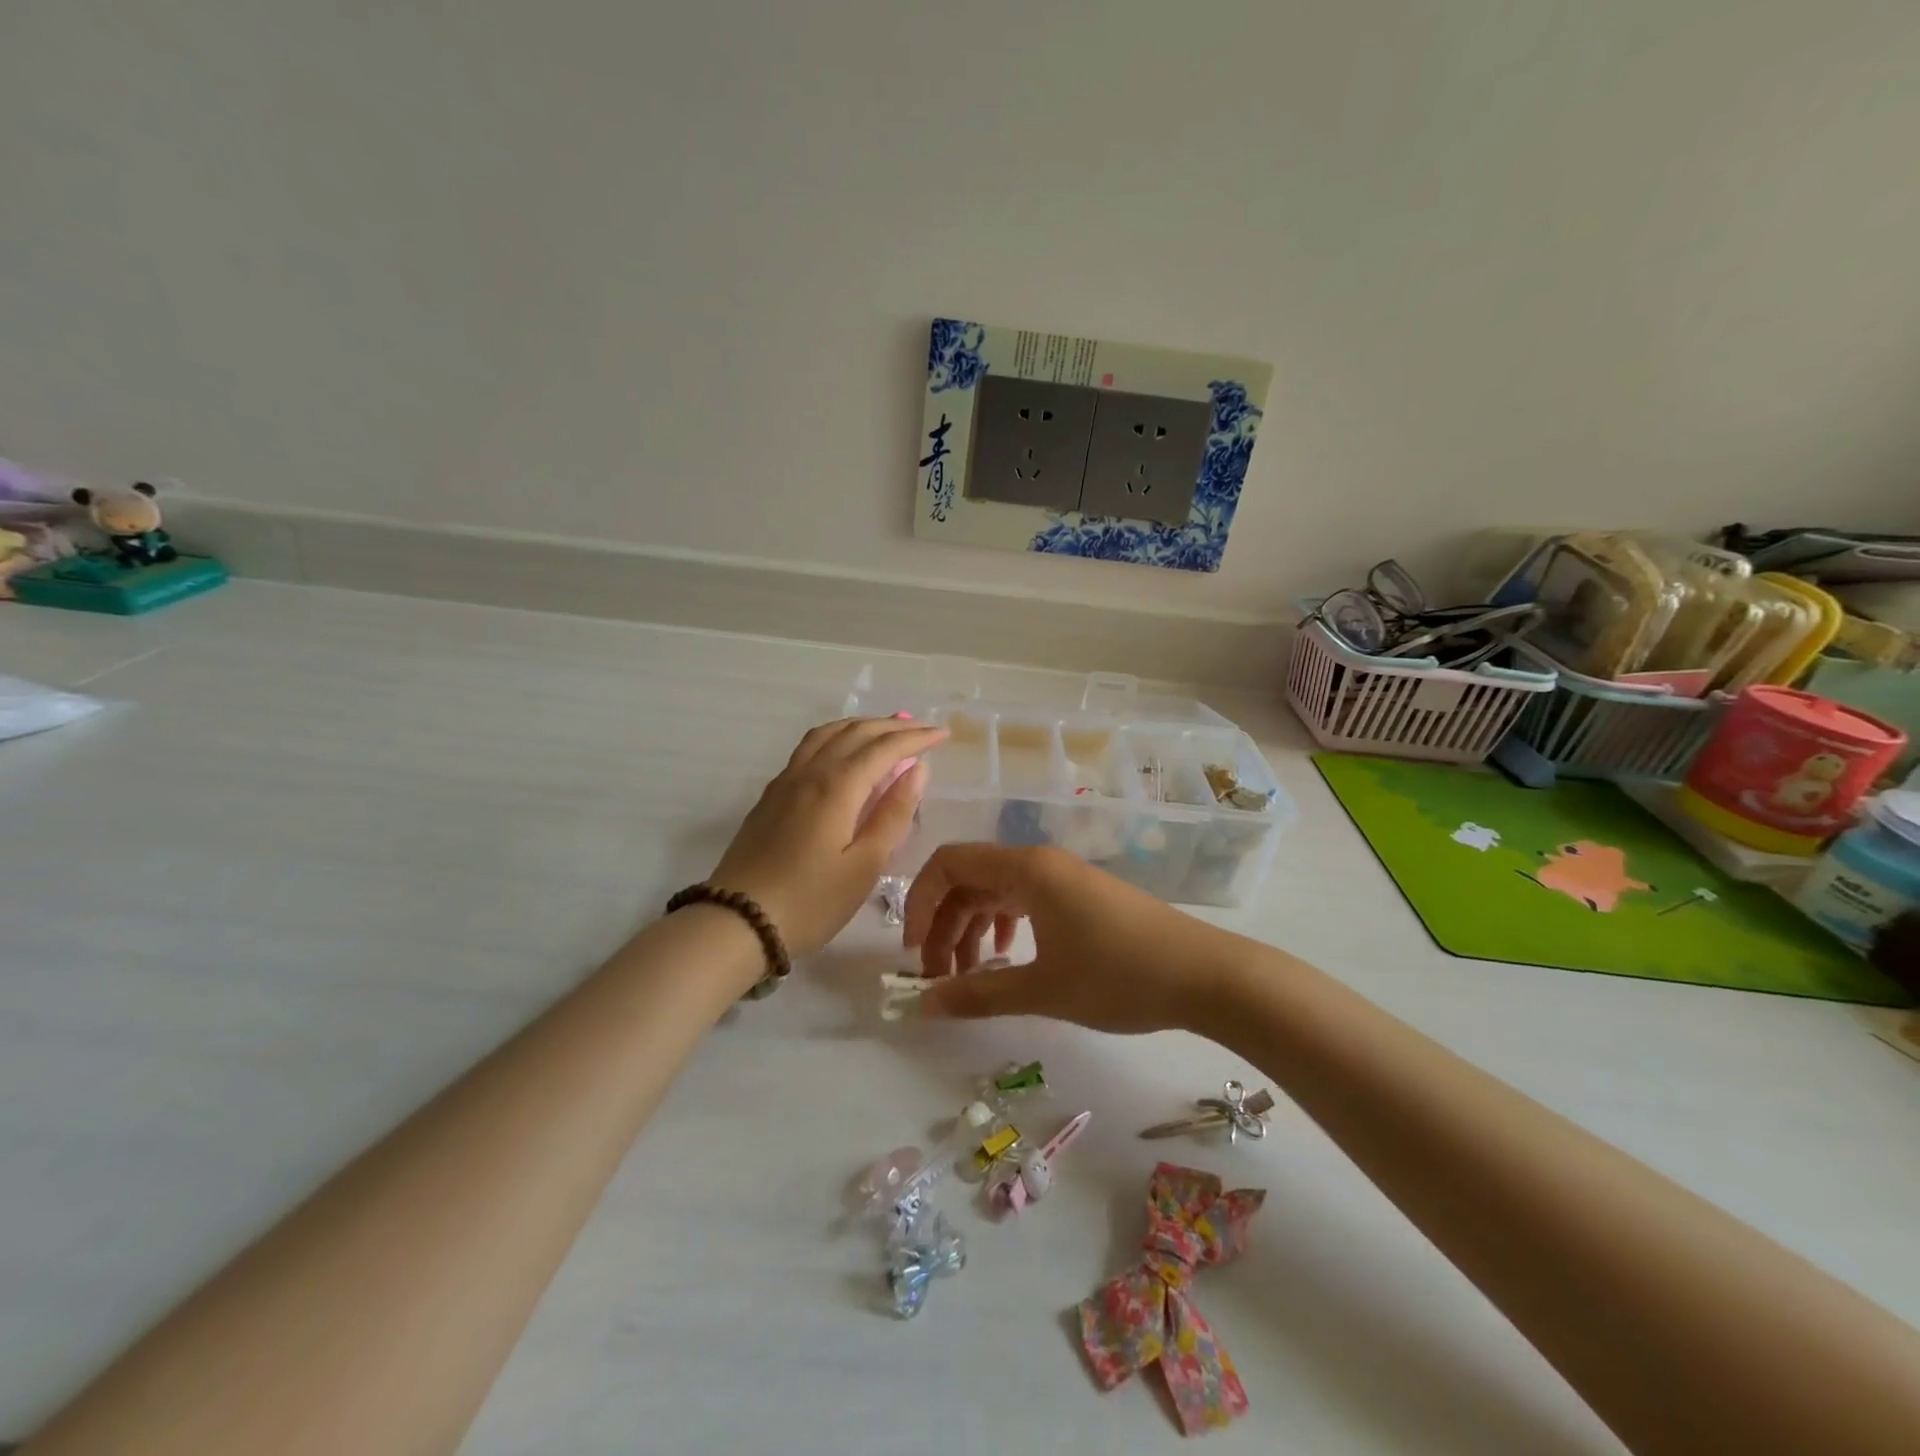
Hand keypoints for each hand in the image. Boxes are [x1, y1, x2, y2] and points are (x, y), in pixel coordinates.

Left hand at [710, 717, 947, 956]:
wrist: (736, 922)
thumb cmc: (811, 901)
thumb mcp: (864, 866)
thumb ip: (893, 814)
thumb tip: (917, 770)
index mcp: (837, 787)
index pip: (884, 748)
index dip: (916, 738)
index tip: (943, 735)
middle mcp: (810, 773)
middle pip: (855, 732)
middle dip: (892, 726)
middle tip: (922, 729)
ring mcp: (785, 782)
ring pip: (827, 734)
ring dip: (861, 726)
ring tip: (884, 731)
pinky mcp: (771, 796)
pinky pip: (808, 748)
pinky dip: (835, 738)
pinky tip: (841, 754)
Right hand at [903, 844, 1239, 1033]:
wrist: (1205, 976)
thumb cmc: (1119, 977)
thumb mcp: (1043, 990)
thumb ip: (978, 994)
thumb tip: (923, 1004)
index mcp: (1025, 869)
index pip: (949, 864)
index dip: (919, 903)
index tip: (913, 953)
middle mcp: (1039, 862)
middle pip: (969, 879)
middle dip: (942, 925)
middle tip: (936, 979)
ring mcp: (1062, 877)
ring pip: (995, 892)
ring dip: (970, 929)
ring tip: (967, 977)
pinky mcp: (1079, 895)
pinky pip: (1023, 900)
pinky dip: (1002, 926)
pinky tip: (1006, 960)